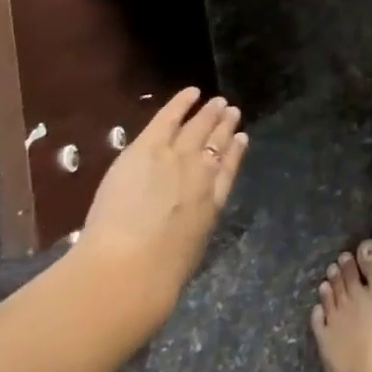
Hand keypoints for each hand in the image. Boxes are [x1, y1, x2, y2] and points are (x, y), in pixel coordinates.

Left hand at [77, 87, 248, 315]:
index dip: (235, 153)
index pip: (228, 170)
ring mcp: (177, 157)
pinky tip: (192, 92)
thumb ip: (190, 233)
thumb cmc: (156, 279)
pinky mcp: (148, 148)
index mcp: (213, 204)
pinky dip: (182, 103)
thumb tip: (185, 229)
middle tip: (232, 112)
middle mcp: (203, 174)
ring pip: (199, 127)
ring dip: (210, 113)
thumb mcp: (188, 254)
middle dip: (225, 127)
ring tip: (219, 102)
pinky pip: (169, 117)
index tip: (242, 139)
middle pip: (217, 144)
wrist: (129, 271)